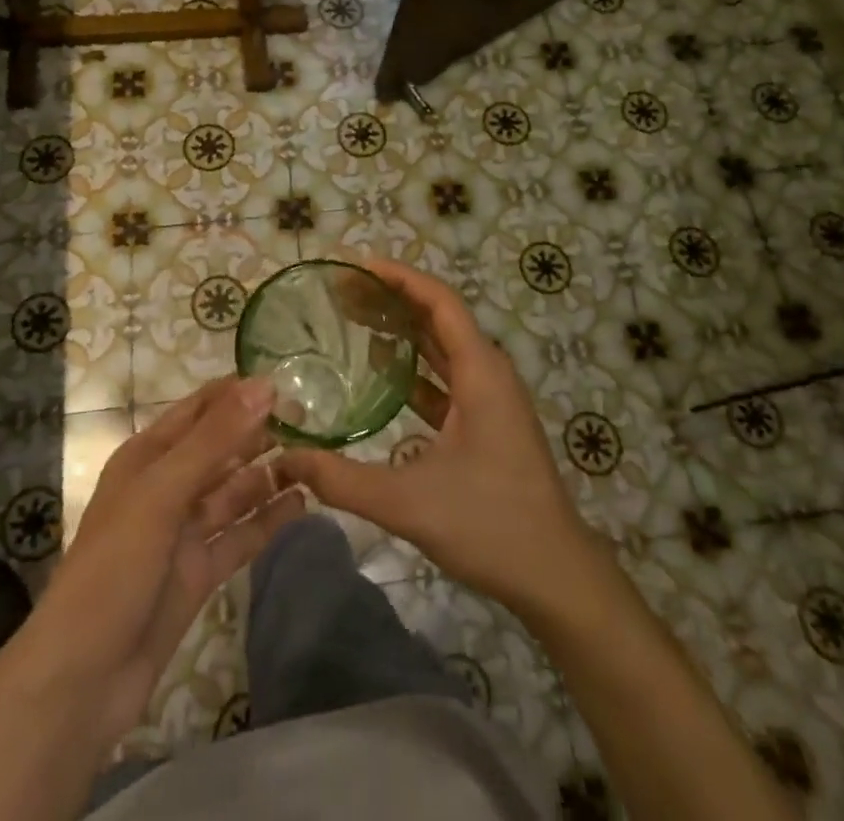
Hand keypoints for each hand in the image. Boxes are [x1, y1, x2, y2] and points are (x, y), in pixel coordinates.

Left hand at [21, 378, 304, 748]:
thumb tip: (264, 385)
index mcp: (147, 457)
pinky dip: (268, 520)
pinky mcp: (200, 571)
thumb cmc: (115, 567)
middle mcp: (167, 487)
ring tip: (316, 457)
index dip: (237, 393)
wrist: (82, 679)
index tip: (286, 380)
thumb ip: (215, 439)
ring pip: (234, 491)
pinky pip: (240, 535)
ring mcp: (184, 532)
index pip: (199, 410)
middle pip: (220, 449)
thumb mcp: (162, 492)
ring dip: (268, 474)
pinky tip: (302, 504)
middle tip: (312, 418)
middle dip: (259, 432)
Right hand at [277, 258, 598, 617]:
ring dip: (404, 331)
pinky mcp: (489, 422)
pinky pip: (447, 378)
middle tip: (344, 292)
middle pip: (439, 318)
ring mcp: (491, 399)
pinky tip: (383, 375)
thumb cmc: (490, 525)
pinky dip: (416, 368)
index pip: (440, 302)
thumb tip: (287, 458)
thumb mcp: (408, 503)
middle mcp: (488, 373)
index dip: (400, 278)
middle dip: (394, 299)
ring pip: (444, 348)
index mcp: (480, 372)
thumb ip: (343, 480)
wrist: (556, 576)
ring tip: (357, 319)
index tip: (358, 267)